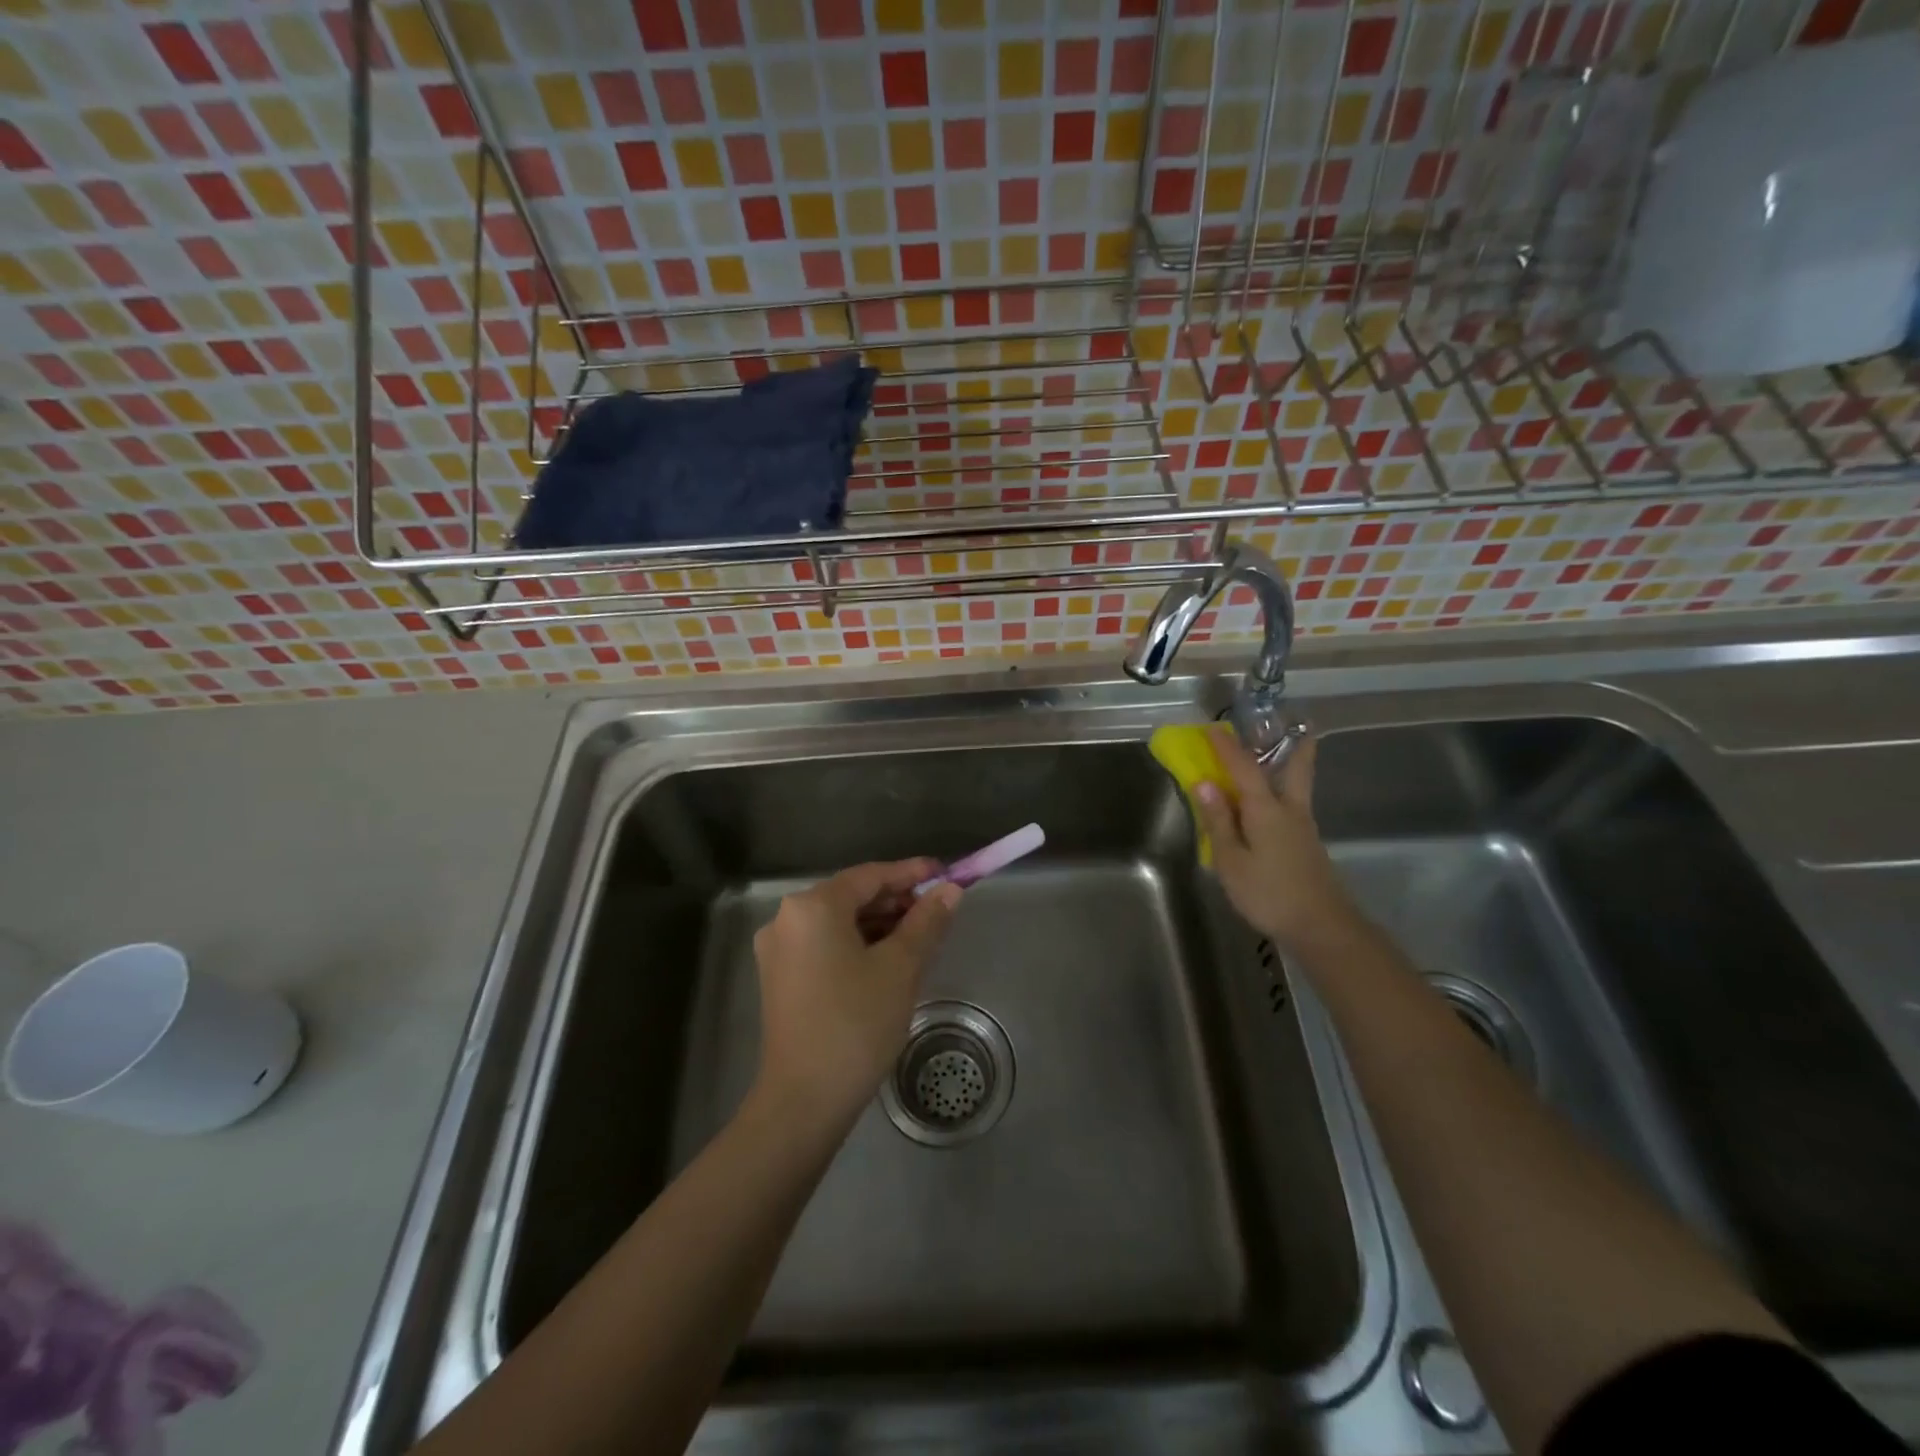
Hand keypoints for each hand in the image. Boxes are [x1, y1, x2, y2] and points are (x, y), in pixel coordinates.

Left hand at [751, 860, 962, 1131]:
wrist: (804, 1100)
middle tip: (938, 911)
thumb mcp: (900, 968)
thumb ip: (926, 922)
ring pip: (839, 923)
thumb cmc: (856, 1024)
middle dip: (897, 901)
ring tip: (921, 936)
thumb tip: (950, 891)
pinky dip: (858, 946)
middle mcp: (787, 919)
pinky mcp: (780, 979)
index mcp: (812, 907)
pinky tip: (889, 960)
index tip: (946, 873)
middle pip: (852, 896)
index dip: (911, 873)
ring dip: (880, 925)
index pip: (870, 875)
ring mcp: (779, 951)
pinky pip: (826, 946)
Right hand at [1192, 727, 1365, 953]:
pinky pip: (1293, 806)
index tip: (1214, 728)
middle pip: (1296, 768)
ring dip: (1290, 765)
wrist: (1321, 927)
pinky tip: (1270, 805)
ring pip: (1297, 786)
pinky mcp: (1308, 845)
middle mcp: (1290, 810)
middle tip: (1296, 724)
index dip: (1227, 748)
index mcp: (1266, 809)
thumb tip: (1204, 783)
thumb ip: (1218, 821)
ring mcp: (1304, 828)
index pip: (1244, 768)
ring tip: (1278, 756)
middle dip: (1294, 744)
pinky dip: (1282, 792)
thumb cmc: (1269, 893)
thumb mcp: (1232, 860)